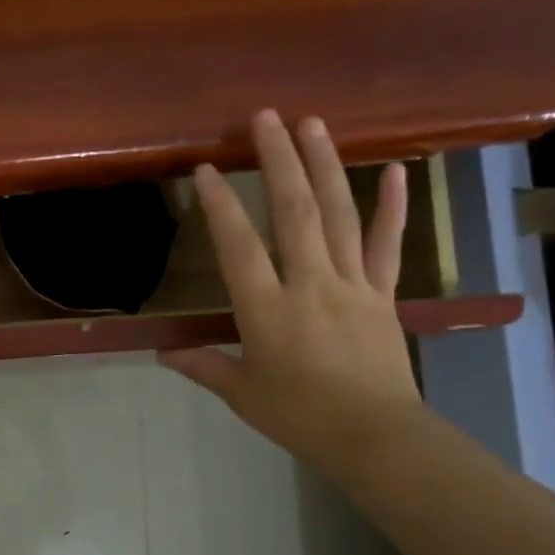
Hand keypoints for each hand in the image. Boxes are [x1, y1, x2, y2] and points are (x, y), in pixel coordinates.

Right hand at [161, 110, 420, 468]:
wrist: (374, 436)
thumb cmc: (299, 416)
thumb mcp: (242, 393)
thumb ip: (203, 366)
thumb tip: (162, 352)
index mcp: (267, 311)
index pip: (238, 248)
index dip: (220, 206)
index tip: (205, 169)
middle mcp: (309, 285)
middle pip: (293, 213)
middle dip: (278, 161)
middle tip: (265, 117)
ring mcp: (352, 284)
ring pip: (338, 215)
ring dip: (324, 165)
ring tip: (313, 123)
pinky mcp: (383, 293)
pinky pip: (388, 244)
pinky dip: (391, 206)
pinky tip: (391, 169)